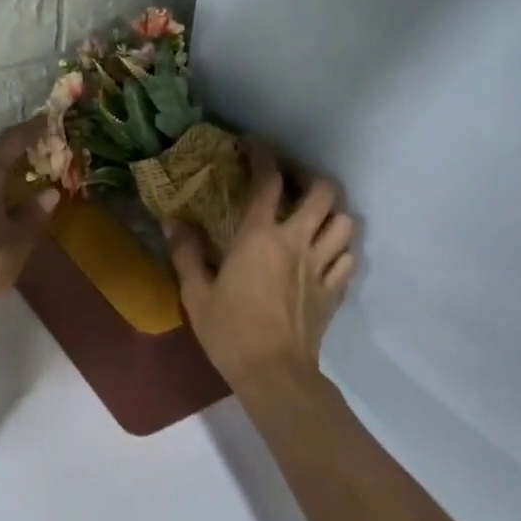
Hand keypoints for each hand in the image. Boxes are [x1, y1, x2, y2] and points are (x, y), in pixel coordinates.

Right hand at [163, 143, 355, 387]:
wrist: (273, 374)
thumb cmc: (229, 331)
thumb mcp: (195, 292)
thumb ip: (185, 252)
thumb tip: (172, 219)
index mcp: (259, 237)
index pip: (268, 181)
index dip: (263, 156)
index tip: (254, 147)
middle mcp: (296, 242)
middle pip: (322, 192)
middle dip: (309, 177)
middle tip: (291, 182)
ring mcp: (321, 266)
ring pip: (345, 222)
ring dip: (331, 212)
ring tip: (314, 216)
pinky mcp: (334, 290)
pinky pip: (348, 257)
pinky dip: (340, 246)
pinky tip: (326, 252)